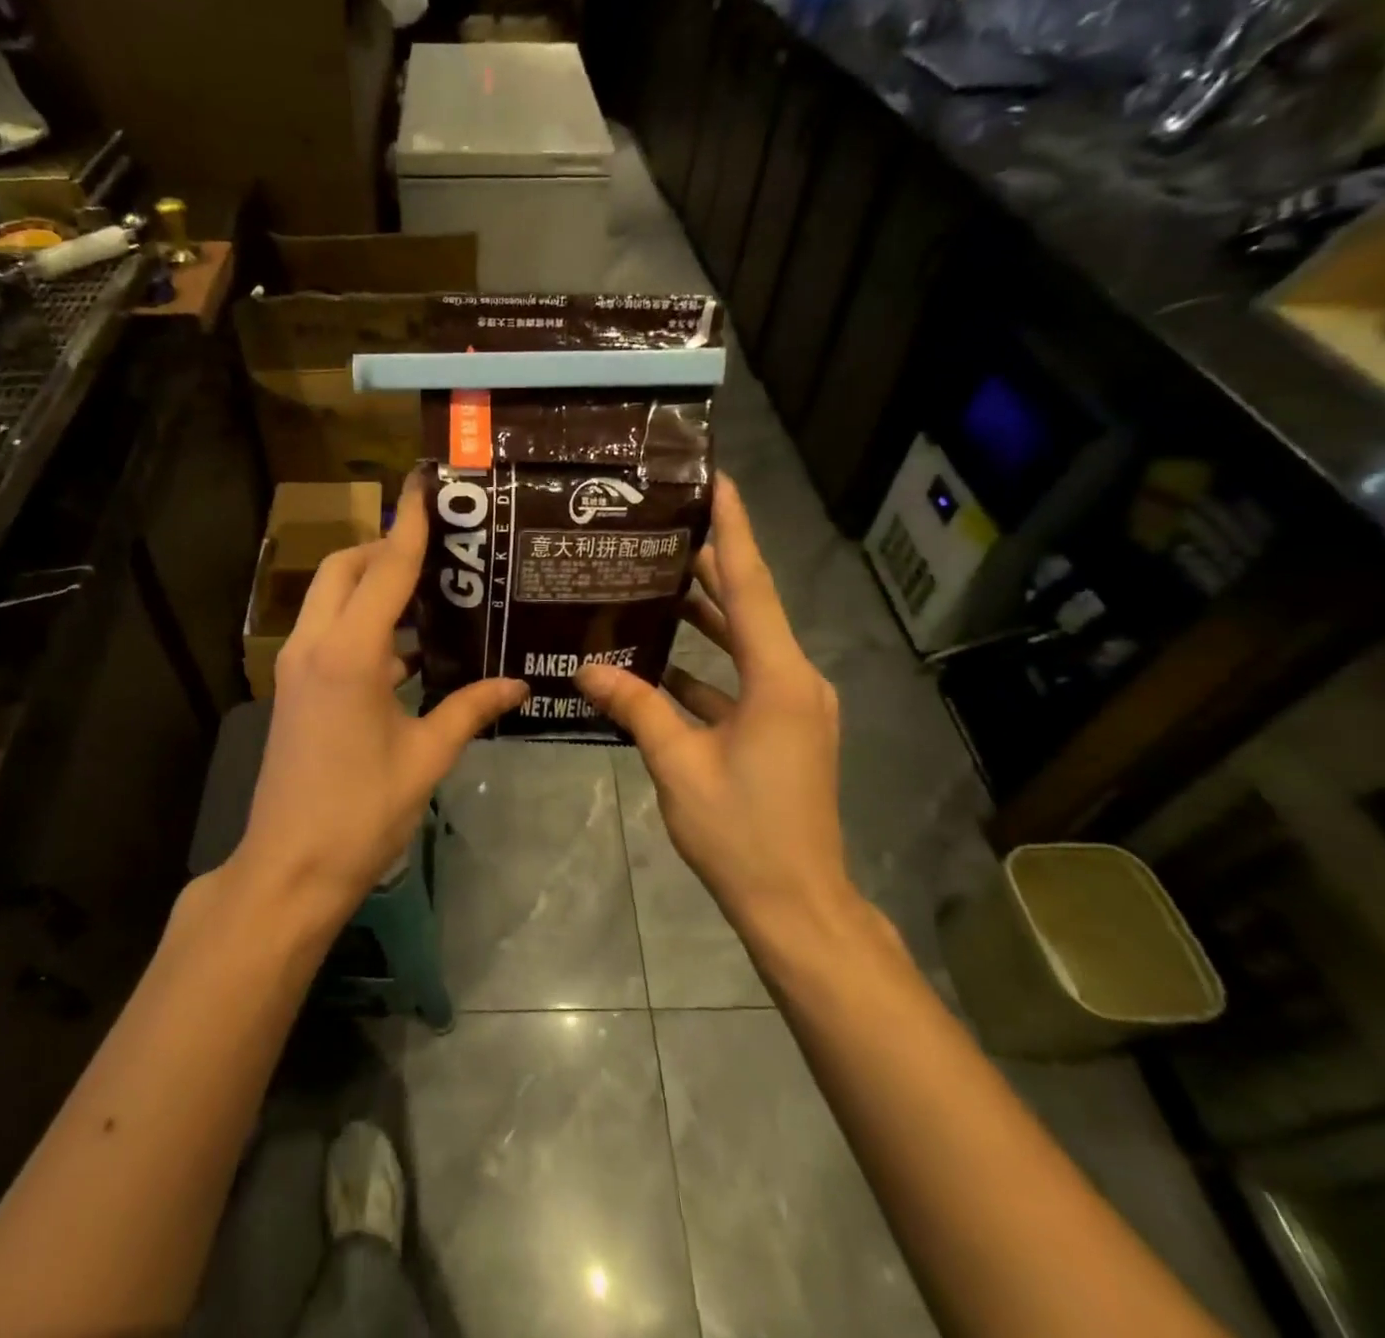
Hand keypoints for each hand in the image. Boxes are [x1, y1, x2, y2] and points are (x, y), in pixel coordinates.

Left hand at [238, 477, 526, 920]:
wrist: (290, 867)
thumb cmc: (362, 811)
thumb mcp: (426, 757)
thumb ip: (470, 709)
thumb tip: (518, 684)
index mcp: (351, 653)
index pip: (386, 568)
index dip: (411, 524)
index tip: (427, 483)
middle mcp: (315, 645)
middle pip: (346, 568)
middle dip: (385, 548)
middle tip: (439, 552)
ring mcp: (297, 666)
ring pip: (331, 598)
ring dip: (371, 585)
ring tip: (430, 594)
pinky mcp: (295, 688)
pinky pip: (328, 632)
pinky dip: (362, 623)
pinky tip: (407, 650)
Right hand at [575, 474, 860, 941]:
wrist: (797, 904)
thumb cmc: (742, 832)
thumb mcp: (679, 765)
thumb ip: (636, 708)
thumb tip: (588, 668)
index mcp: (780, 679)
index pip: (752, 586)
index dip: (734, 530)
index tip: (717, 481)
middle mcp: (795, 681)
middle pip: (749, 607)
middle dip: (711, 566)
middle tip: (663, 527)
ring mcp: (793, 707)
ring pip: (745, 645)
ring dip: (706, 616)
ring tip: (654, 580)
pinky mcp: (783, 730)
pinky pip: (741, 681)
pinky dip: (706, 666)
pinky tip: (660, 659)